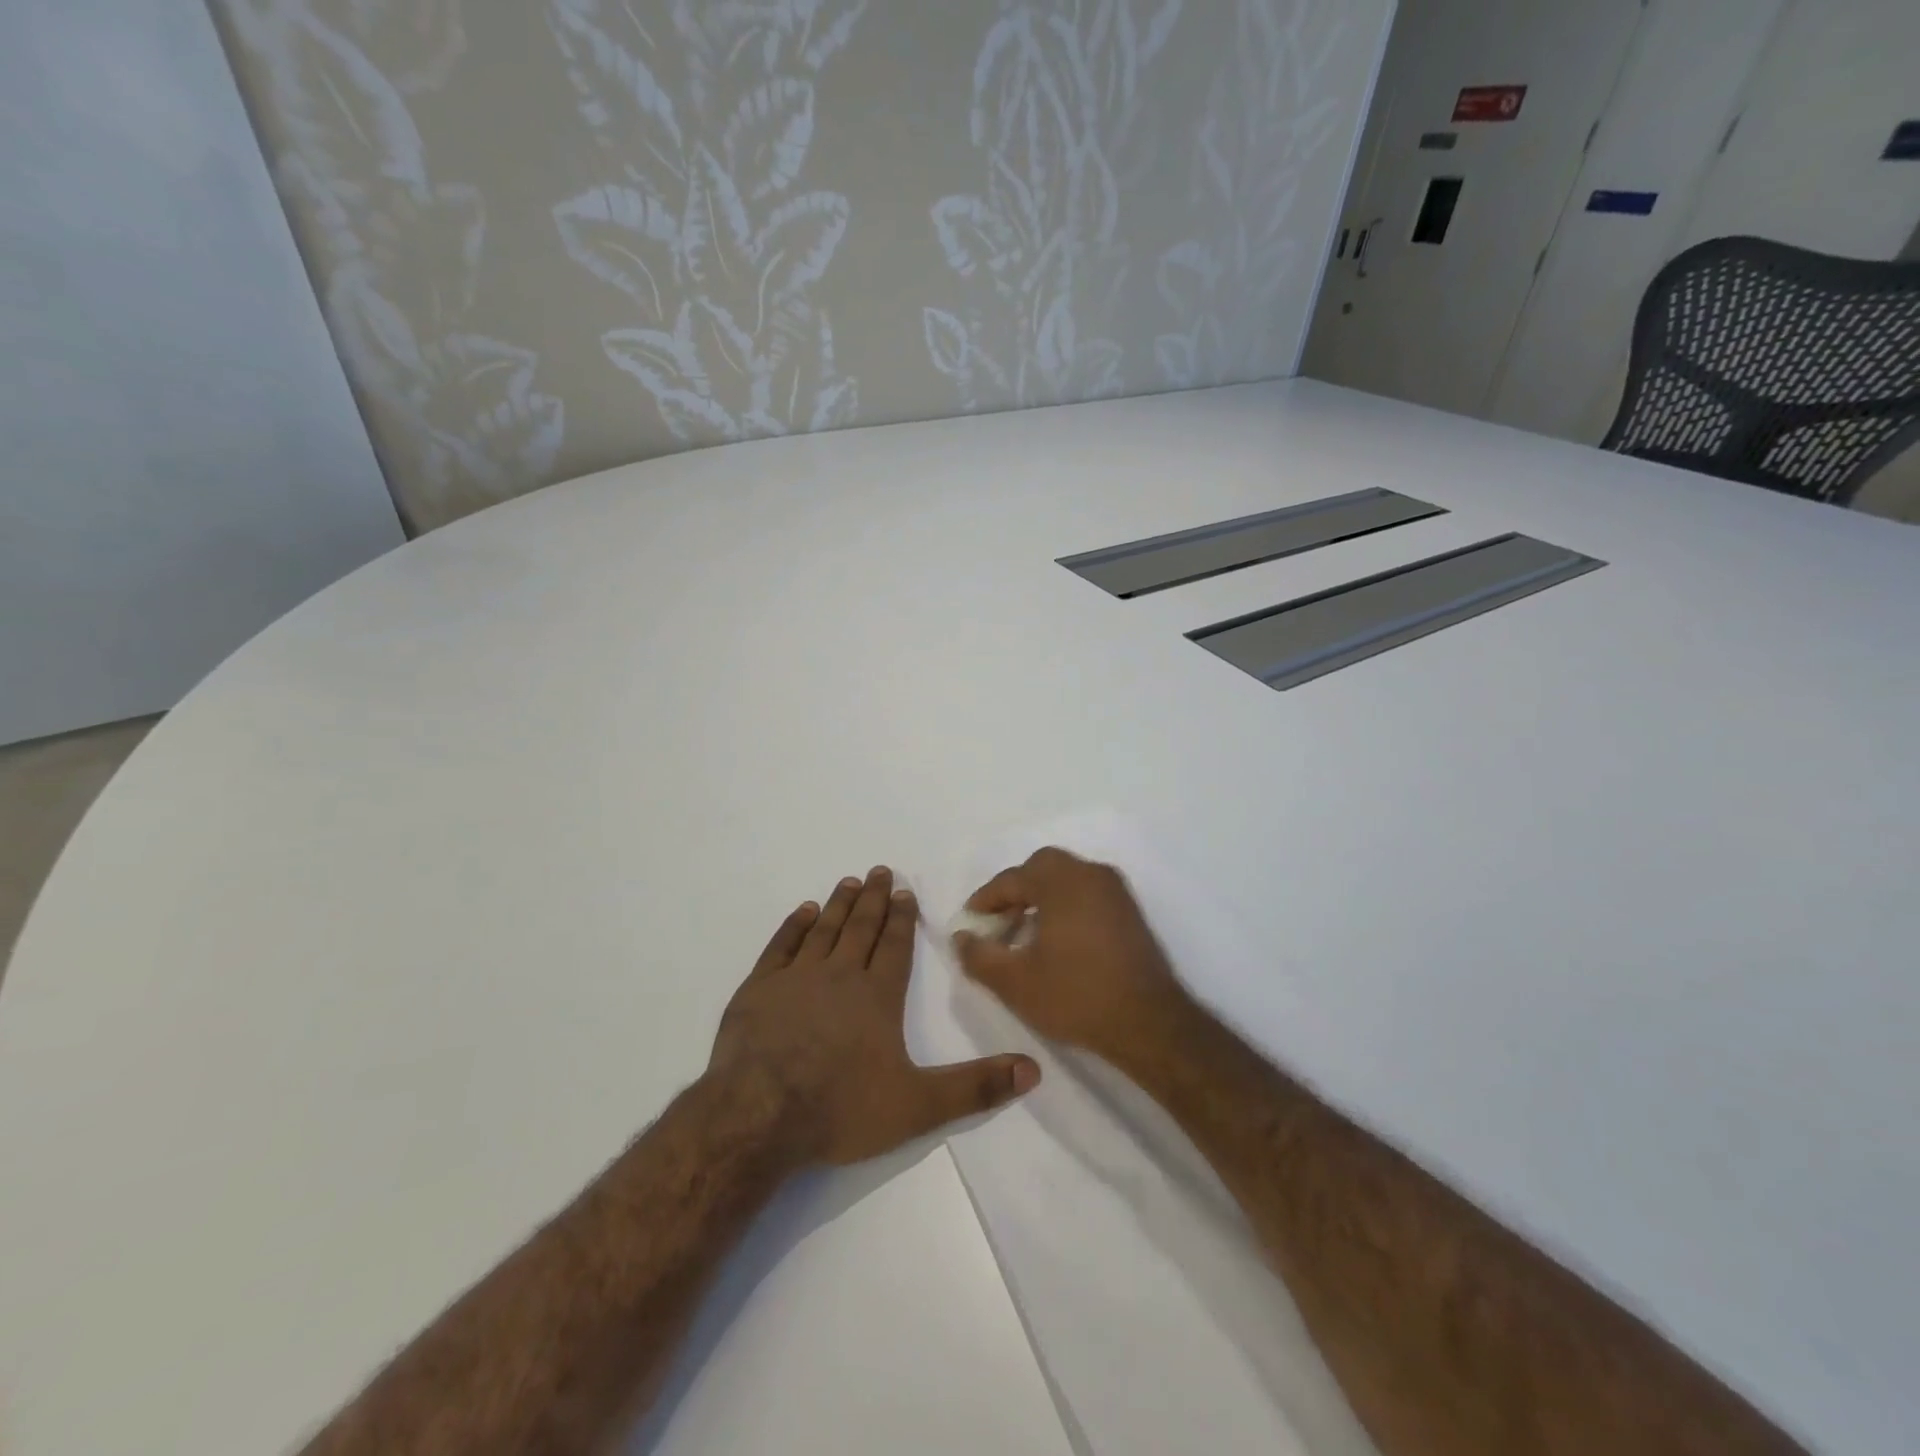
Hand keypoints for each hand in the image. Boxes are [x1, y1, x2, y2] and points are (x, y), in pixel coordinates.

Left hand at [709, 866, 1040, 1165]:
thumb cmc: (841, 1108)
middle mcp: (840, 975)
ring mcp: (796, 978)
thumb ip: (975, 1088)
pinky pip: (780, 946)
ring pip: (824, 929)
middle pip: (861, 927)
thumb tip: (1032, 1070)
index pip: (895, 946)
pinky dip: (793, 926)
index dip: (902, 918)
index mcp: (878, 996)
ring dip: (839, 904)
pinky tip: (802, 911)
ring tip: (850, 881)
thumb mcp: (918, 1106)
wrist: (758, 1116)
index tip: (904, 891)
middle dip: (874, 899)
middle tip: (880, 870)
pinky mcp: (759, 988)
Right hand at [953, 847, 1189, 1062]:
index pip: (1012, 878)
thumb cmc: (1076, 996)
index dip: (986, 899)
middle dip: (1016, 890)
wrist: (1149, 1023)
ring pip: (1067, 878)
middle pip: (1043, 867)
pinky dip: (1066, 905)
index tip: (970, 922)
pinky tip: (1057, 939)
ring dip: (1041, 896)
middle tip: (999, 921)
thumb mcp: (1015, 983)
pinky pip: (1087, 893)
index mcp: (1062, 882)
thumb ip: (979, 956)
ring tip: (1024, 933)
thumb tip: (961, 937)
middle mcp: (1091, 874)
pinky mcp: (1130, 911)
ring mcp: (1115, 891)